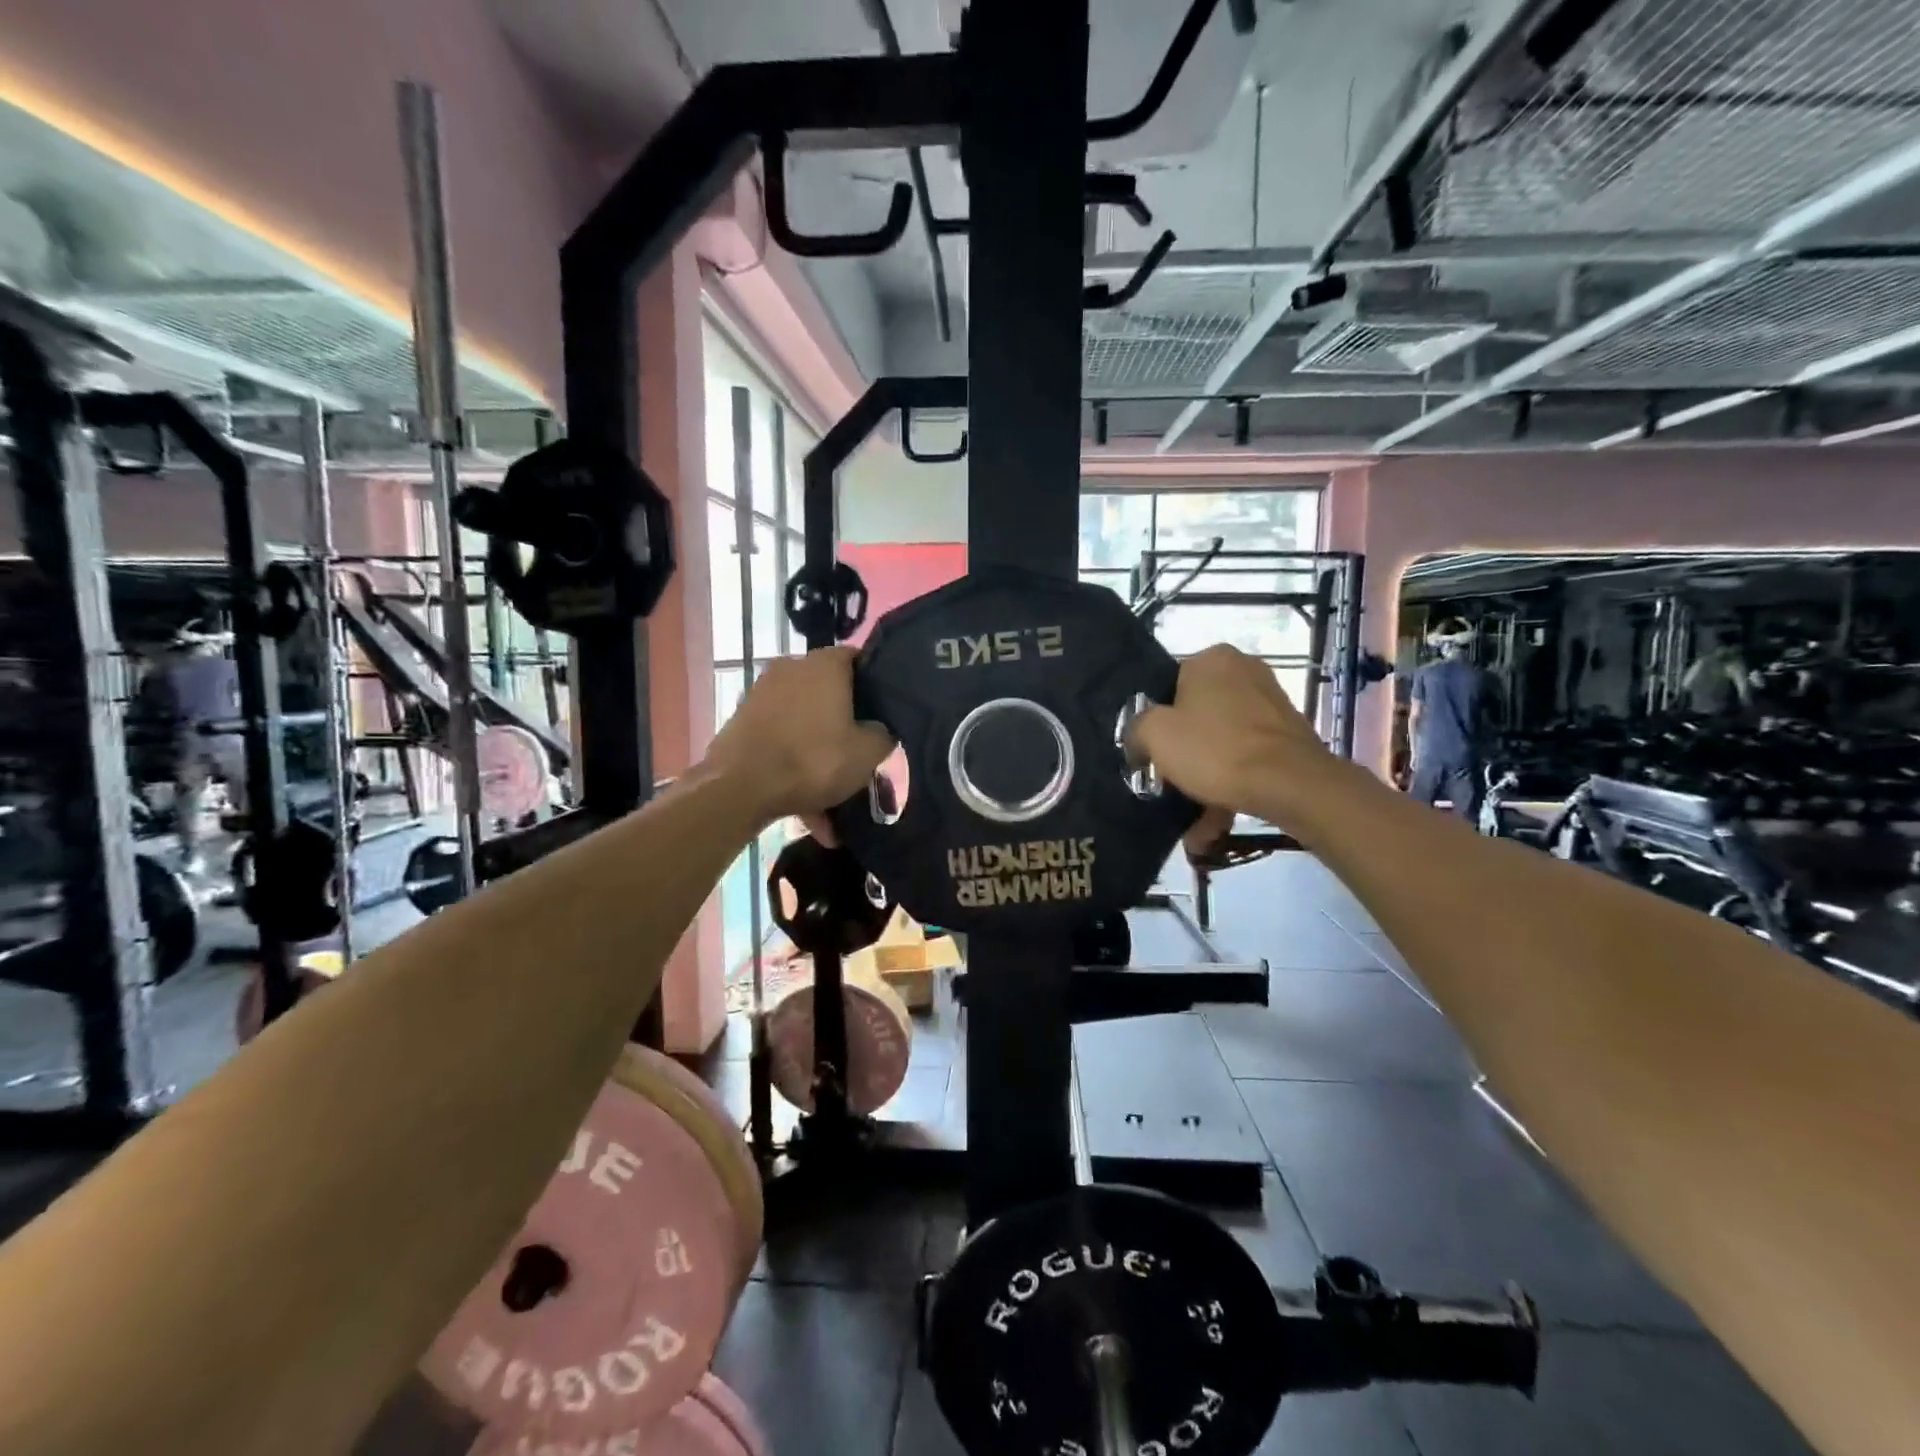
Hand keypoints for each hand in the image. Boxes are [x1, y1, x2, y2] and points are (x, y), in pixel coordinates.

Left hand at [704, 649, 892, 823]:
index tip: (883, 710)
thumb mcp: (867, 754)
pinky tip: (805, 801)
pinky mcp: (742, 718)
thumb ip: (883, 734)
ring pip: (804, 719)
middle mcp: (791, 667)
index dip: (874, 683)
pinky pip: (781, 737)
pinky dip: (794, 760)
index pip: (858, 658)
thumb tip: (879, 728)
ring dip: (818, 747)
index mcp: (824, 665)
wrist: (739, 788)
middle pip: (829, 690)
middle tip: (857, 751)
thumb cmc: (812, 760)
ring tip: (831, 790)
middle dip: (843, 721)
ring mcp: (762, 692)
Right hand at [1129, 644, 1329, 821]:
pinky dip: (1230, 788)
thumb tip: (1139, 741)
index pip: (1168, 686)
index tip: (1151, 754)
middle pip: (1196, 718)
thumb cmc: (1215, 749)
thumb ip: (1136, 729)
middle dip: (1182, 758)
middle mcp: (1245, 672)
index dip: (1155, 723)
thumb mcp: (1155, 735)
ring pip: (1222, 745)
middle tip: (1169, 787)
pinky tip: (1216, 825)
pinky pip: (1246, 760)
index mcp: (1212, 659)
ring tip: (1194, 827)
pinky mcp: (1289, 737)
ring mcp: (1271, 705)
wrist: (1292, 785)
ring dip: (1204, 784)